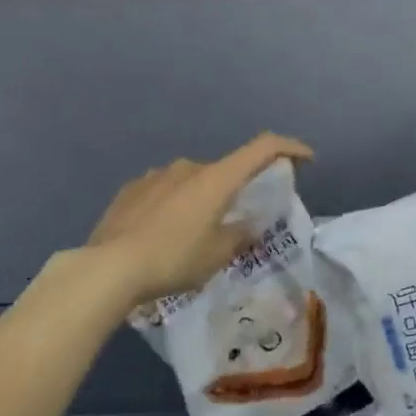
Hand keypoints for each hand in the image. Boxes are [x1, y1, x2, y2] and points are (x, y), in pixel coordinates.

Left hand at [86, 133, 313, 304]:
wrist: (109, 267)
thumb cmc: (174, 259)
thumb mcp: (217, 254)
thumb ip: (241, 234)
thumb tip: (249, 225)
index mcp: (216, 178)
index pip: (263, 148)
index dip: (289, 148)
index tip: (306, 159)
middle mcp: (188, 167)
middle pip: (225, 170)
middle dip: (236, 191)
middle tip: (236, 222)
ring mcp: (156, 175)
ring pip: (192, 181)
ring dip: (201, 199)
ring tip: (193, 235)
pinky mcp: (131, 189)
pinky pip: (164, 191)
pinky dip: (174, 205)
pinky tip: (163, 233)